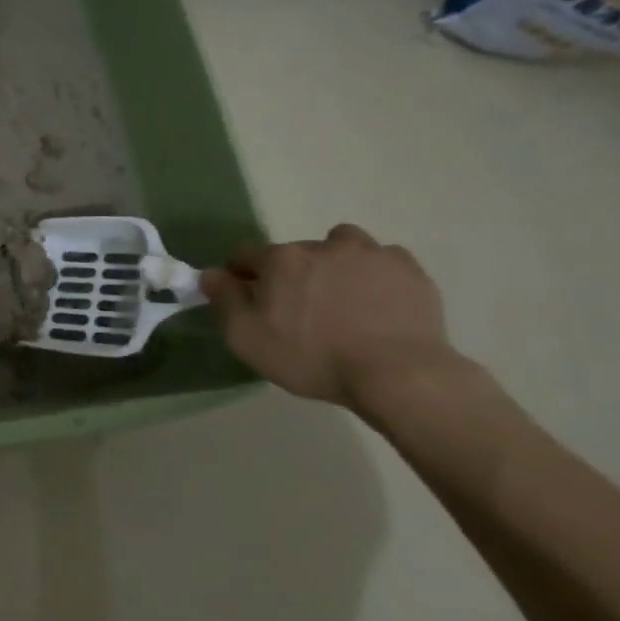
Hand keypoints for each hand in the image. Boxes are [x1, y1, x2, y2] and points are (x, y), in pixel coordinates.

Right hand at [200, 224, 461, 409]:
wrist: (397, 375)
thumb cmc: (312, 357)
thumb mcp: (247, 338)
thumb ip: (224, 300)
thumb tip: (211, 274)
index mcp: (280, 260)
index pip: (245, 254)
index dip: (240, 274)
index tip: (246, 299)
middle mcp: (322, 246)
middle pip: (294, 251)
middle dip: (290, 273)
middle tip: (298, 309)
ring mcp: (369, 254)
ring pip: (341, 246)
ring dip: (335, 262)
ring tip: (341, 297)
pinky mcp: (408, 269)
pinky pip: (382, 260)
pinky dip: (374, 274)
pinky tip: (377, 302)